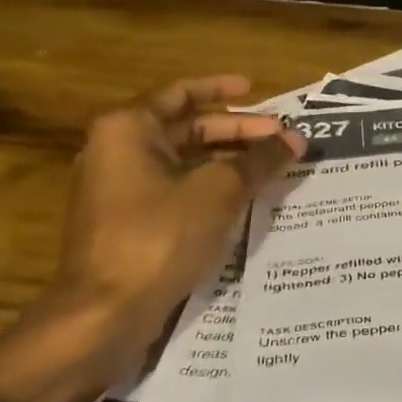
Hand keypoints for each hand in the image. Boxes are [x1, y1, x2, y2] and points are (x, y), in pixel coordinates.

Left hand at [49, 74, 303, 350]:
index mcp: (129, 129)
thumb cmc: (158, 236)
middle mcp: (117, 151)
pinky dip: (209, 187)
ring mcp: (119, 190)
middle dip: (236, 131)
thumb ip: (259, 160)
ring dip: (227, 161)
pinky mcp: (127, 223)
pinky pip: (175, 190)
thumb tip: (297, 138)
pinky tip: (244, 200)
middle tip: (280, 137)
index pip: (181, 93)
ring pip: (183, 162)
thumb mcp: (218, 191)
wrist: (104, 313)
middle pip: (185, 128)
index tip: (256, 89)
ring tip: (271, 167)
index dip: (221, 88)